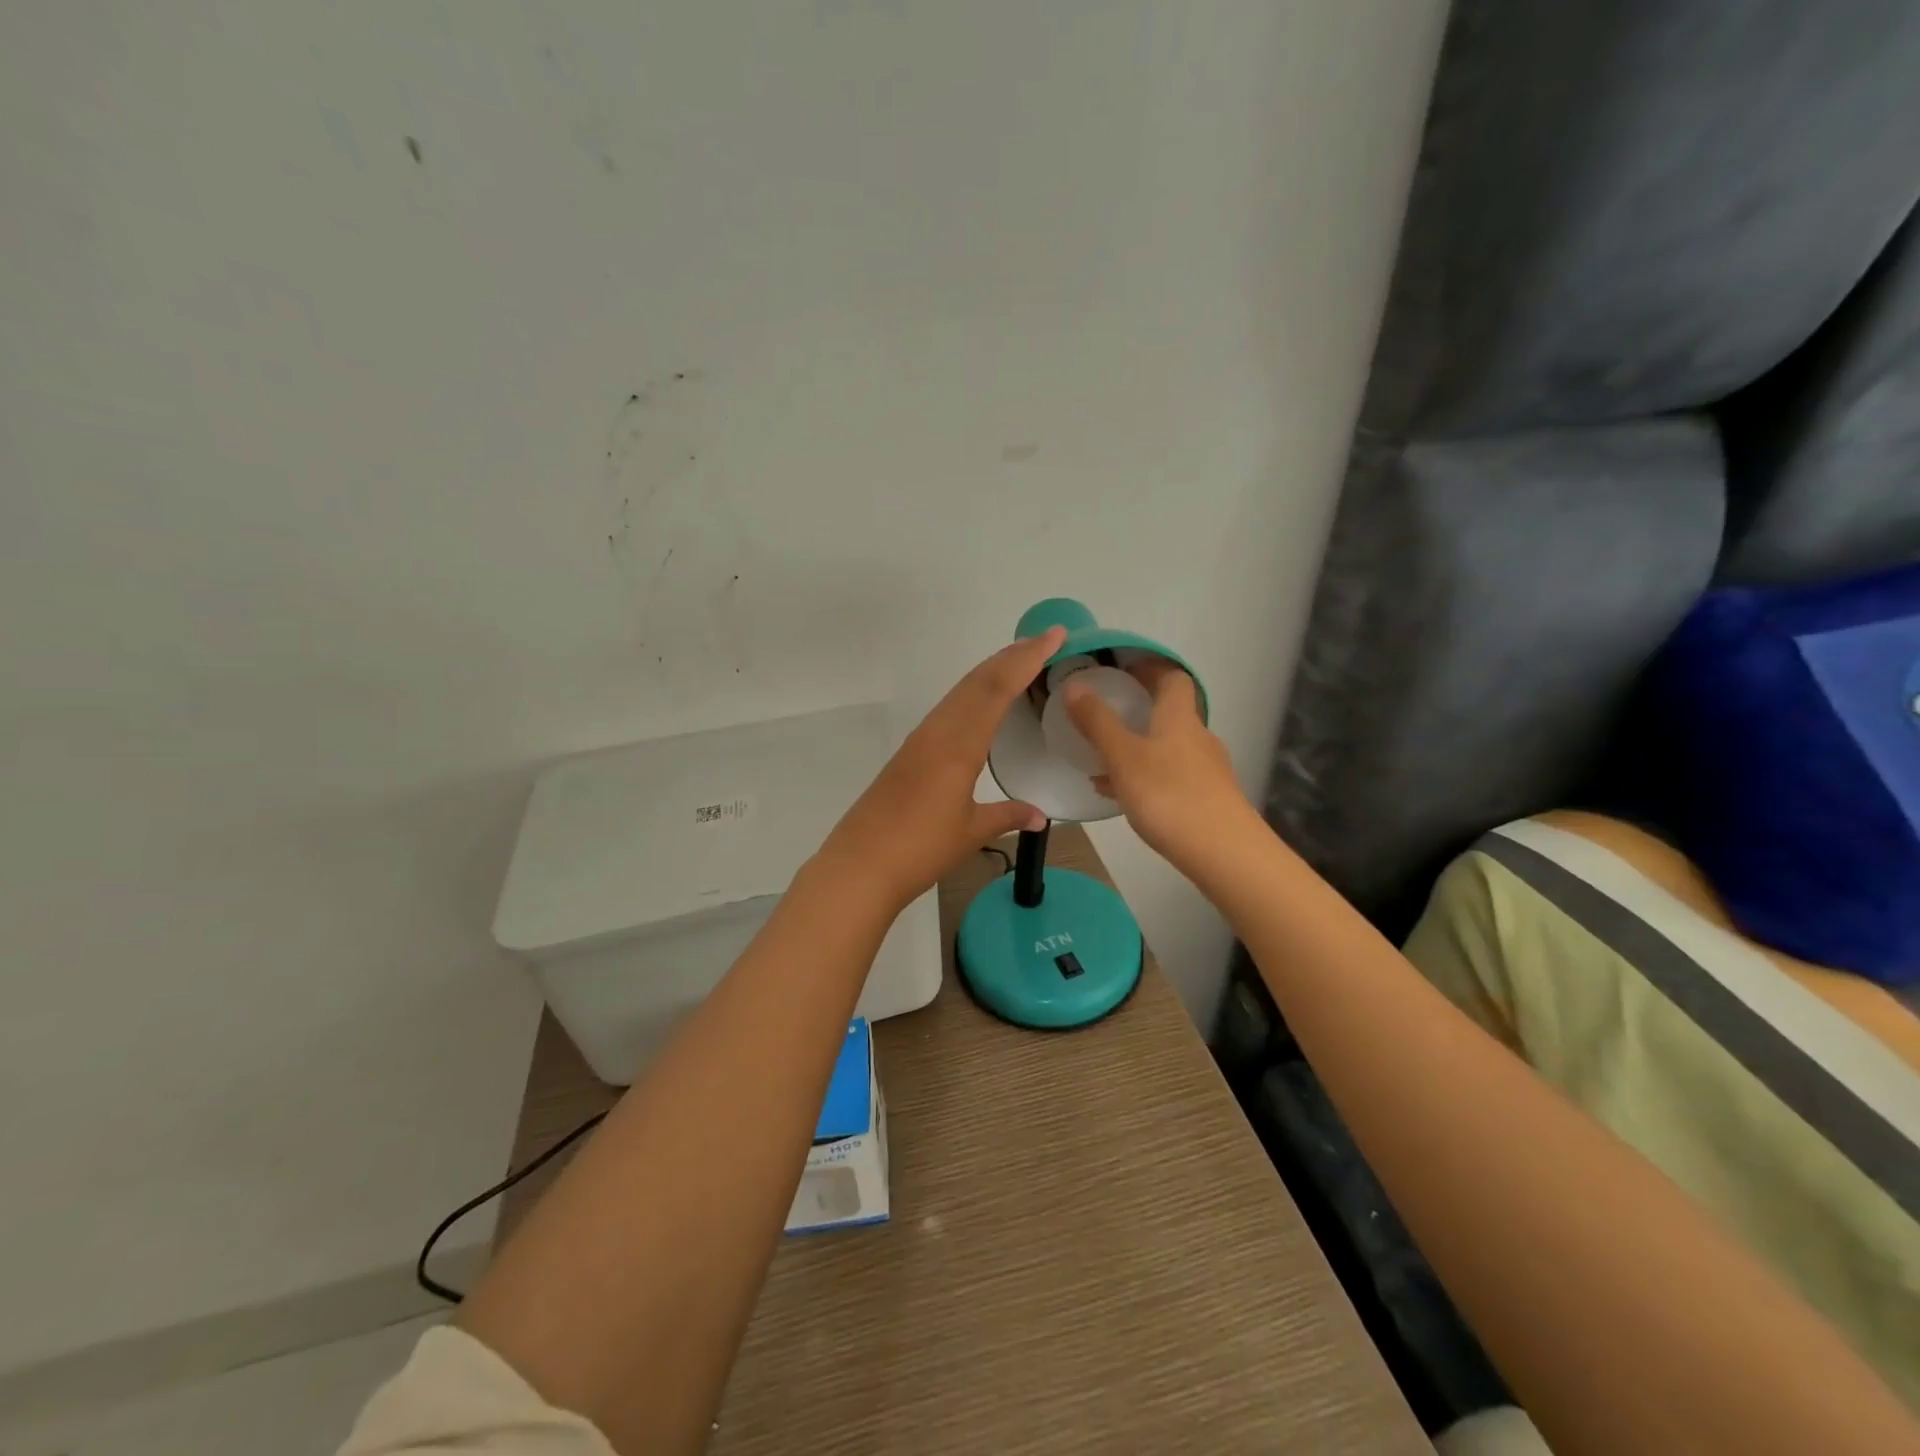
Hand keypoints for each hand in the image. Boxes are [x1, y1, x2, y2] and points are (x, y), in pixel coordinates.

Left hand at [818, 627, 1065, 911]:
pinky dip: (972, 695)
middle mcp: (938, 732)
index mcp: (959, 745)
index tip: (1054, 636)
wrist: (860, 865)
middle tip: (1045, 641)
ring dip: (990, 672)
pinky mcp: (909, 753)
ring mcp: (920, 740)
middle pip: (977, 681)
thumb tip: (1039, 815)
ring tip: (1019, 663)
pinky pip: (947, 710)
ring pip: (960, 692)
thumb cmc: (920, 849)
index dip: (1027, 659)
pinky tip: (980, 705)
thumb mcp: (972, 832)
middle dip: (1012, 656)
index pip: (997, 688)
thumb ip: (1007, 816)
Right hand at [1063, 658, 1250, 863]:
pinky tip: (1120, 795)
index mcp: (1179, 718)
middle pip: (1171, 712)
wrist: (1224, 853)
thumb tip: (1074, 685)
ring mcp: (1206, 770)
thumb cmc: (1169, 795)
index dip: (1150, 667)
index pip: (1172, 678)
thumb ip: (1097, 722)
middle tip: (1105, 712)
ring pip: (1168, 747)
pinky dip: (1145, 776)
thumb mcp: (1123, 757)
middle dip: (1140, 708)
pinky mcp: (1207, 799)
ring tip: (1102, 760)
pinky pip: (1170, 776)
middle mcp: (1197, 737)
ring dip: (1138, 745)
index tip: (1123, 668)